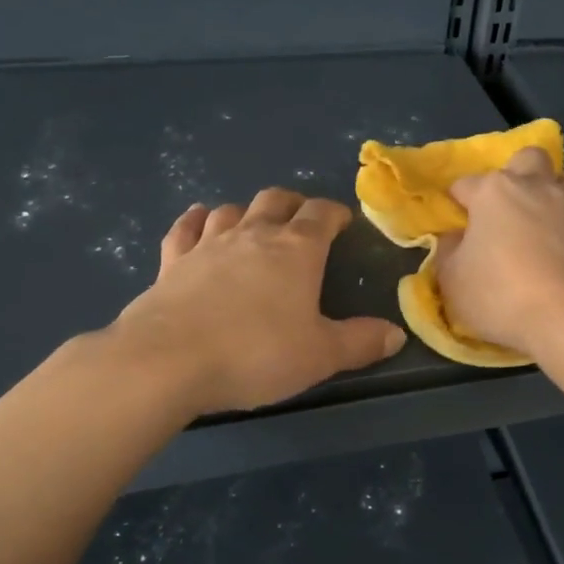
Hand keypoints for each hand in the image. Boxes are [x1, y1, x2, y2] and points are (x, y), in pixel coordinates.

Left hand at [109, 189, 406, 415]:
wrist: (168, 362)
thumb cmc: (256, 354)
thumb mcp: (320, 355)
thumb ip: (360, 342)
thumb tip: (396, 334)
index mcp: (296, 250)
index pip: (321, 215)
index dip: (335, 213)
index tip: (343, 221)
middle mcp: (252, 236)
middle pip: (275, 201)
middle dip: (293, 204)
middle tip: (302, 219)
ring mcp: (207, 245)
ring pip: (231, 210)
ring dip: (247, 211)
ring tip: (255, 223)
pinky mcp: (170, 263)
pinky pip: (185, 228)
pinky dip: (196, 220)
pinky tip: (199, 219)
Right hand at [436, 148, 563, 358]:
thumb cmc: (499, 296)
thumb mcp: (452, 281)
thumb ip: (448, 252)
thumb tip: (455, 238)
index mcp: (494, 192)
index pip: (465, 185)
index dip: (458, 203)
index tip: (457, 224)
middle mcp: (536, 187)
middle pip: (529, 158)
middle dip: (519, 172)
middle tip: (510, 206)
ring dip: (559, 191)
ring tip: (549, 217)